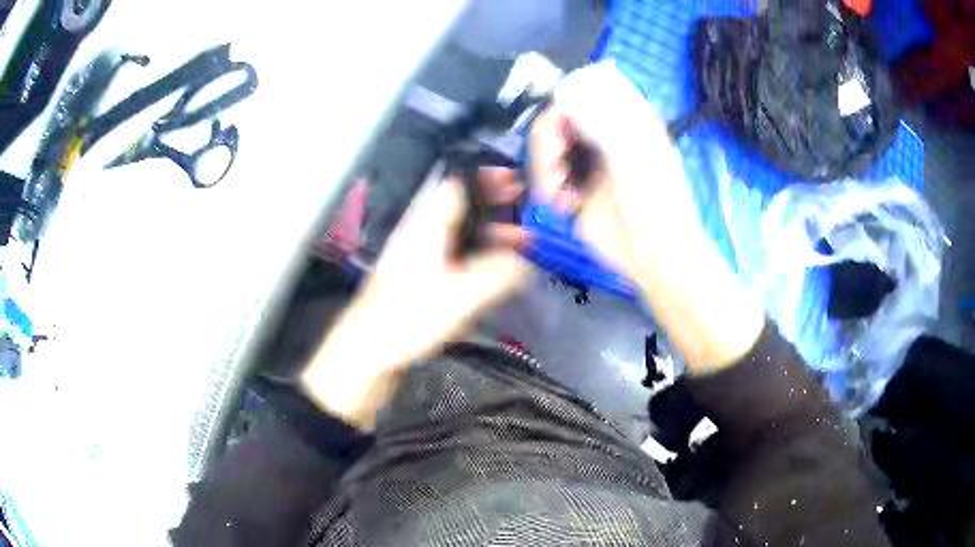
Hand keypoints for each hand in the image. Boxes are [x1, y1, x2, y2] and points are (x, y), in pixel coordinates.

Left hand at [302, 170, 532, 429]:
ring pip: (458, 233)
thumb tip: (524, 262)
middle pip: (460, 208)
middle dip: (493, 205)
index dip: (485, 178)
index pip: (456, 186)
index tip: (513, 181)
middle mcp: (421, 236)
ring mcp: (419, 258)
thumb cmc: (404, 321)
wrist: (366, 352)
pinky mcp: (419, 280)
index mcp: (425, 228)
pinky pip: (454, 256)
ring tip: (520, 241)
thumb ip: (495, 275)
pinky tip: (494, 269)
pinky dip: (477, 254)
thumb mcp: (457, 297)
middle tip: (523, 210)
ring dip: (488, 232)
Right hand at [532, 62, 764, 371]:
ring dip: (543, 168)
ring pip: (545, 146)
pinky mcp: (572, 186)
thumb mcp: (634, 157)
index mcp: (624, 119)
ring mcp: (586, 160)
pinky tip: (562, 204)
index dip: (564, 98)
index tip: (559, 123)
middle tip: (555, 163)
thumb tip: (564, 96)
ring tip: (560, 194)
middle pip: (556, 117)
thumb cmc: (655, 203)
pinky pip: (544, 174)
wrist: (652, 253)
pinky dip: (545, 186)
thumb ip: (602, 123)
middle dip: (547, 140)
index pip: (584, 90)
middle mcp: (602, 134)